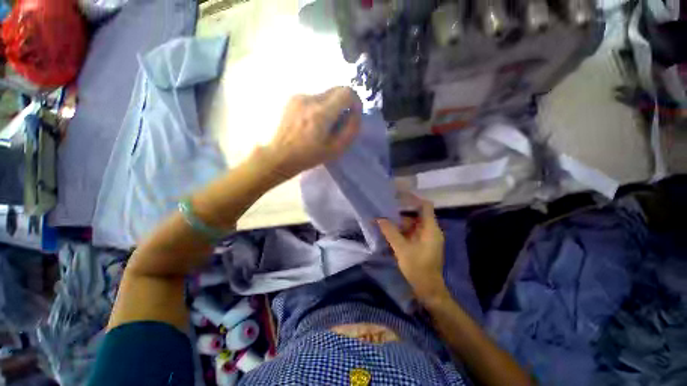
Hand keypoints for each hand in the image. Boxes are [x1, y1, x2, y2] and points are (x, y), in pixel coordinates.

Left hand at [263, 87, 361, 179]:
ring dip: (331, 106)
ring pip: (326, 94)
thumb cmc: (308, 156)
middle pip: (337, 90)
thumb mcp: (336, 149)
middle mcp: (309, 99)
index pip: (347, 92)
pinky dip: (320, 107)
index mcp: (321, 113)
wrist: (279, 155)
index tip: (353, 114)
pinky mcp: (293, 98)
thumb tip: (356, 113)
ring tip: (324, 125)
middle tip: (340, 122)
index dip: (355, 101)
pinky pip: (314, 98)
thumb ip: (350, 130)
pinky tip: (312, 122)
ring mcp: (299, 96)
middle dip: (344, 104)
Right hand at [377, 197, 449, 303]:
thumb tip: (379, 219)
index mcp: (430, 229)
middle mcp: (430, 230)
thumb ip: (390, 232)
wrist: (428, 289)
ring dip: (399, 223)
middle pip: (416, 215)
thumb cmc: (418, 267)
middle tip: (386, 210)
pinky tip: (390, 231)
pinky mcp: (422, 244)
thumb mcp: (402, 249)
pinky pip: (411, 232)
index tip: (399, 196)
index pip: (425, 206)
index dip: (414, 198)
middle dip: (401, 213)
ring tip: (385, 220)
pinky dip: (402, 231)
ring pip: (412, 224)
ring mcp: (427, 237)